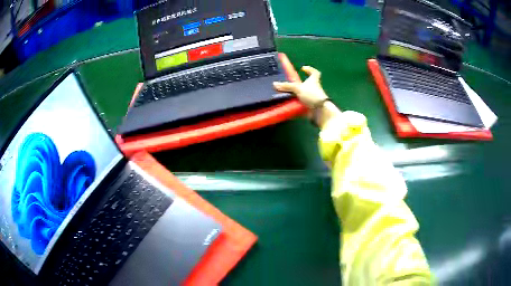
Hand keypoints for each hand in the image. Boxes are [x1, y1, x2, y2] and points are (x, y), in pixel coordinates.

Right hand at [273, 66, 328, 108]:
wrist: (320, 111)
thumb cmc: (312, 95)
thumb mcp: (298, 88)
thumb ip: (286, 86)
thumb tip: (274, 84)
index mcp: (314, 80)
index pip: (315, 72)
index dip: (310, 69)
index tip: (303, 68)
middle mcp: (315, 88)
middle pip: (309, 84)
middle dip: (301, 84)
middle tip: (291, 84)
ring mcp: (314, 98)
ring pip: (305, 95)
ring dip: (298, 95)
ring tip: (287, 96)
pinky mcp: (311, 106)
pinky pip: (303, 104)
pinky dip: (297, 105)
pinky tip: (290, 106)